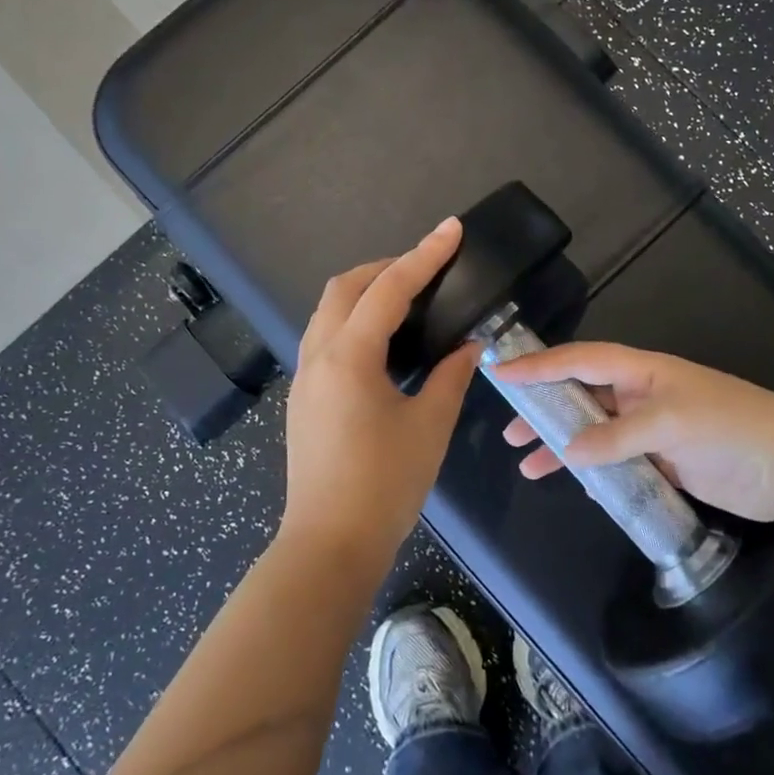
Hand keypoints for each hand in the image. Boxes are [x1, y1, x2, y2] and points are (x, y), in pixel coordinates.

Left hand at [281, 219, 481, 573]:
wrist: (329, 545)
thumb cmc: (384, 485)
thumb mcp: (429, 426)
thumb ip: (451, 376)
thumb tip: (469, 346)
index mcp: (349, 356)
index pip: (389, 288)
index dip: (424, 255)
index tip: (451, 229)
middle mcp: (319, 355)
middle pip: (345, 287)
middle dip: (386, 267)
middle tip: (428, 270)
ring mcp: (305, 376)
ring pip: (329, 310)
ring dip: (365, 291)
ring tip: (408, 299)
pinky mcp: (304, 397)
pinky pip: (326, 336)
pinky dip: (353, 319)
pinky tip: (383, 340)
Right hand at [491, 342, 773, 525]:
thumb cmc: (730, 427)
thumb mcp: (671, 424)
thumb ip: (617, 437)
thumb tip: (568, 452)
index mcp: (642, 371)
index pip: (580, 361)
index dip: (540, 365)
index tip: (501, 373)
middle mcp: (641, 394)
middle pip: (581, 395)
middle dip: (544, 408)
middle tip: (511, 430)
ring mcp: (651, 428)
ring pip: (594, 431)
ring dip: (562, 444)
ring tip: (528, 464)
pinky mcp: (662, 460)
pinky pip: (615, 459)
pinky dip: (592, 468)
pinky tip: (574, 482)